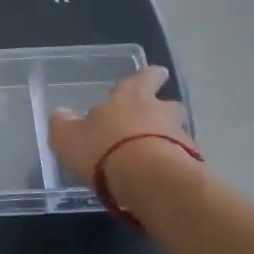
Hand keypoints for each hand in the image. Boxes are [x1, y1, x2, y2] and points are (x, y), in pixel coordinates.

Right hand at [47, 65, 195, 185]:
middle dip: (163, 110)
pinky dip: (173, 166)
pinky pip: (181, 161)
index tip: (158, 73)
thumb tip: (61, 114)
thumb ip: (63, 124)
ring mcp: (179, 138)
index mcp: (128, 97)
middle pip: (167, 104)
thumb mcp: (68, 137)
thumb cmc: (104, 149)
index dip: (148, 76)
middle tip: (154, 119)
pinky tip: (160, 180)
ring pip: (177, 133)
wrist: (149, 180)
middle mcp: (158, 112)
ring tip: (154, 155)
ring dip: (168, 140)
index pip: (141, 78)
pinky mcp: (191, 166)